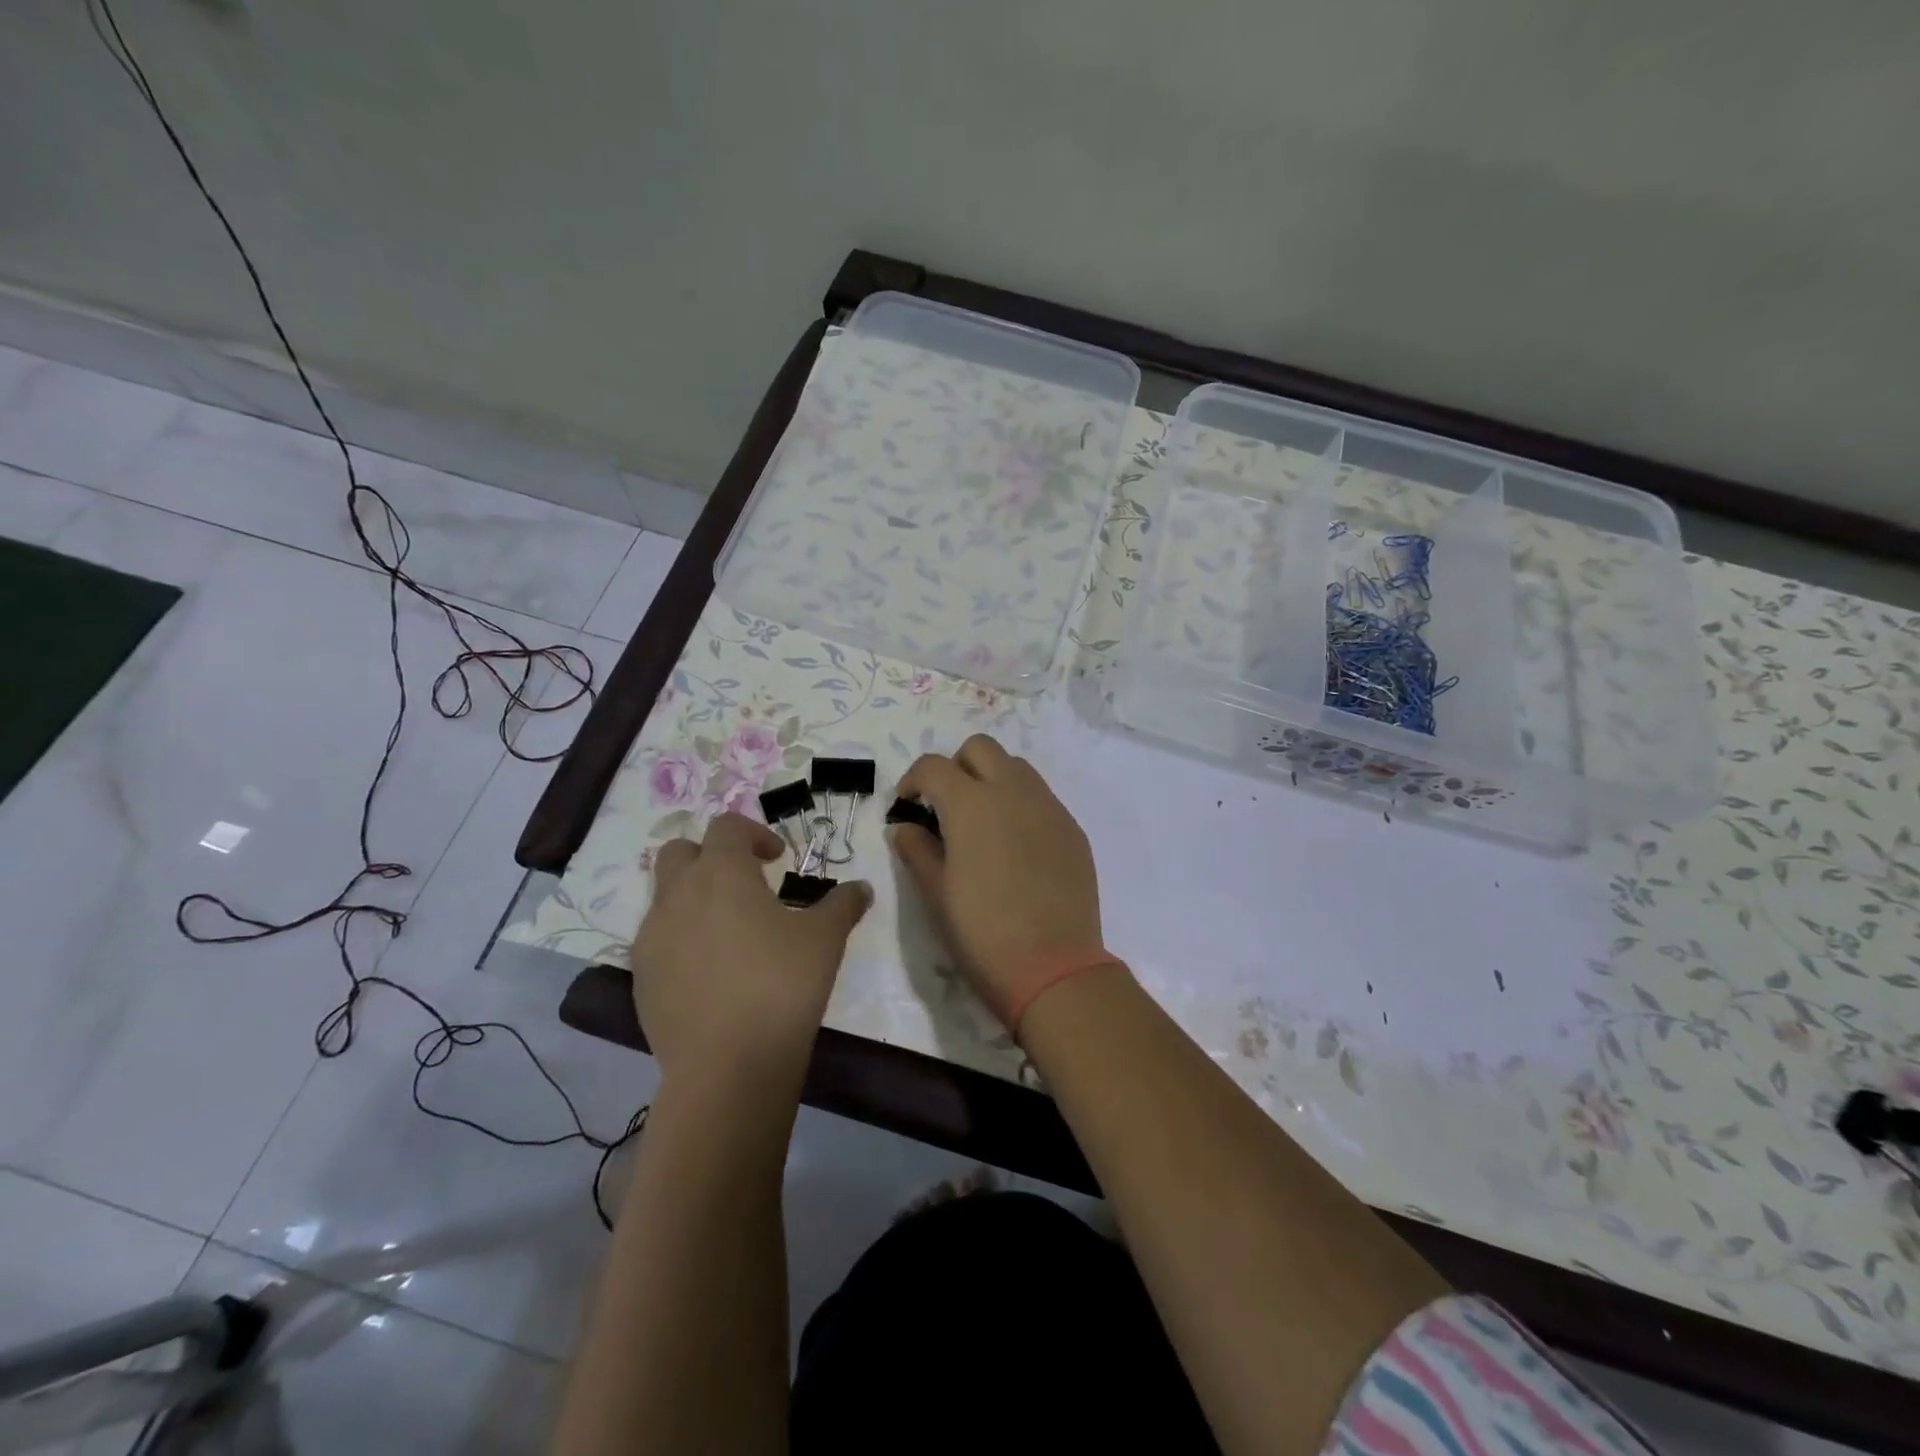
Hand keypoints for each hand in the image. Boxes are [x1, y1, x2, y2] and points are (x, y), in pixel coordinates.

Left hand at [631, 813, 869, 1087]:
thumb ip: (843, 904)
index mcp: (721, 873)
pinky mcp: (640, 978)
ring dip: (694, 898)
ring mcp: (652, 937)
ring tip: (731, 932)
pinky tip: (712, 972)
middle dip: (711, 856)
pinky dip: (682, 939)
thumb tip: (862, 888)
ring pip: (665, 896)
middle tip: (745, 883)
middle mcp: (678, 895)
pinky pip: (658, 940)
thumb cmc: (781, 984)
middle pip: (681, 851)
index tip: (777, 858)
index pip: (727, 827)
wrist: (727, 1065)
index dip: (754, 833)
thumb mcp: (825, 939)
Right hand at [891, 735, 1104, 1028]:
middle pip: (980, 748)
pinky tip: (1016, 847)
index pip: (933, 765)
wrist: (1054, 968)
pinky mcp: (1072, 828)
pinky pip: (1041, 797)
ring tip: (982, 823)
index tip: (908, 806)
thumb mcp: (935, 894)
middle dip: (956, 767)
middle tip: (946, 806)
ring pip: (1016, 767)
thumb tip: (904, 827)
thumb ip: (916, 850)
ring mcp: (1049, 807)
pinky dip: (1020, 804)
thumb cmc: (982, 933)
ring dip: (992, 779)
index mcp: (971, 804)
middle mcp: (1012, 791)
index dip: (913, 780)